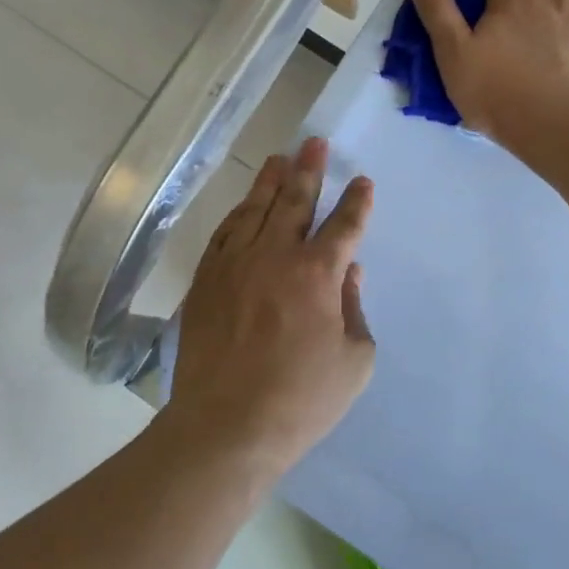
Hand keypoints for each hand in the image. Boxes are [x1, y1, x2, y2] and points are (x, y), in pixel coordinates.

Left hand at [166, 137, 374, 472]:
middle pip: (295, 201)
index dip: (356, 203)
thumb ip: (354, 309)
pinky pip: (224, 234)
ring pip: (256, 210)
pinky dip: (238, 215)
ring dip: (271, 182)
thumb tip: (348, 272)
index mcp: (317, 274)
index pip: (343, 226)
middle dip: (309, 170)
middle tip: (315, 144)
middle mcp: (274, 256)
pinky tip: (244, 206)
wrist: (227, 425)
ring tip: (281, 159)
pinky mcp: (206, 280)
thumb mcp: (353, 360)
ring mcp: (234, 264)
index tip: (362, 182)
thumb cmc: (301, 400)